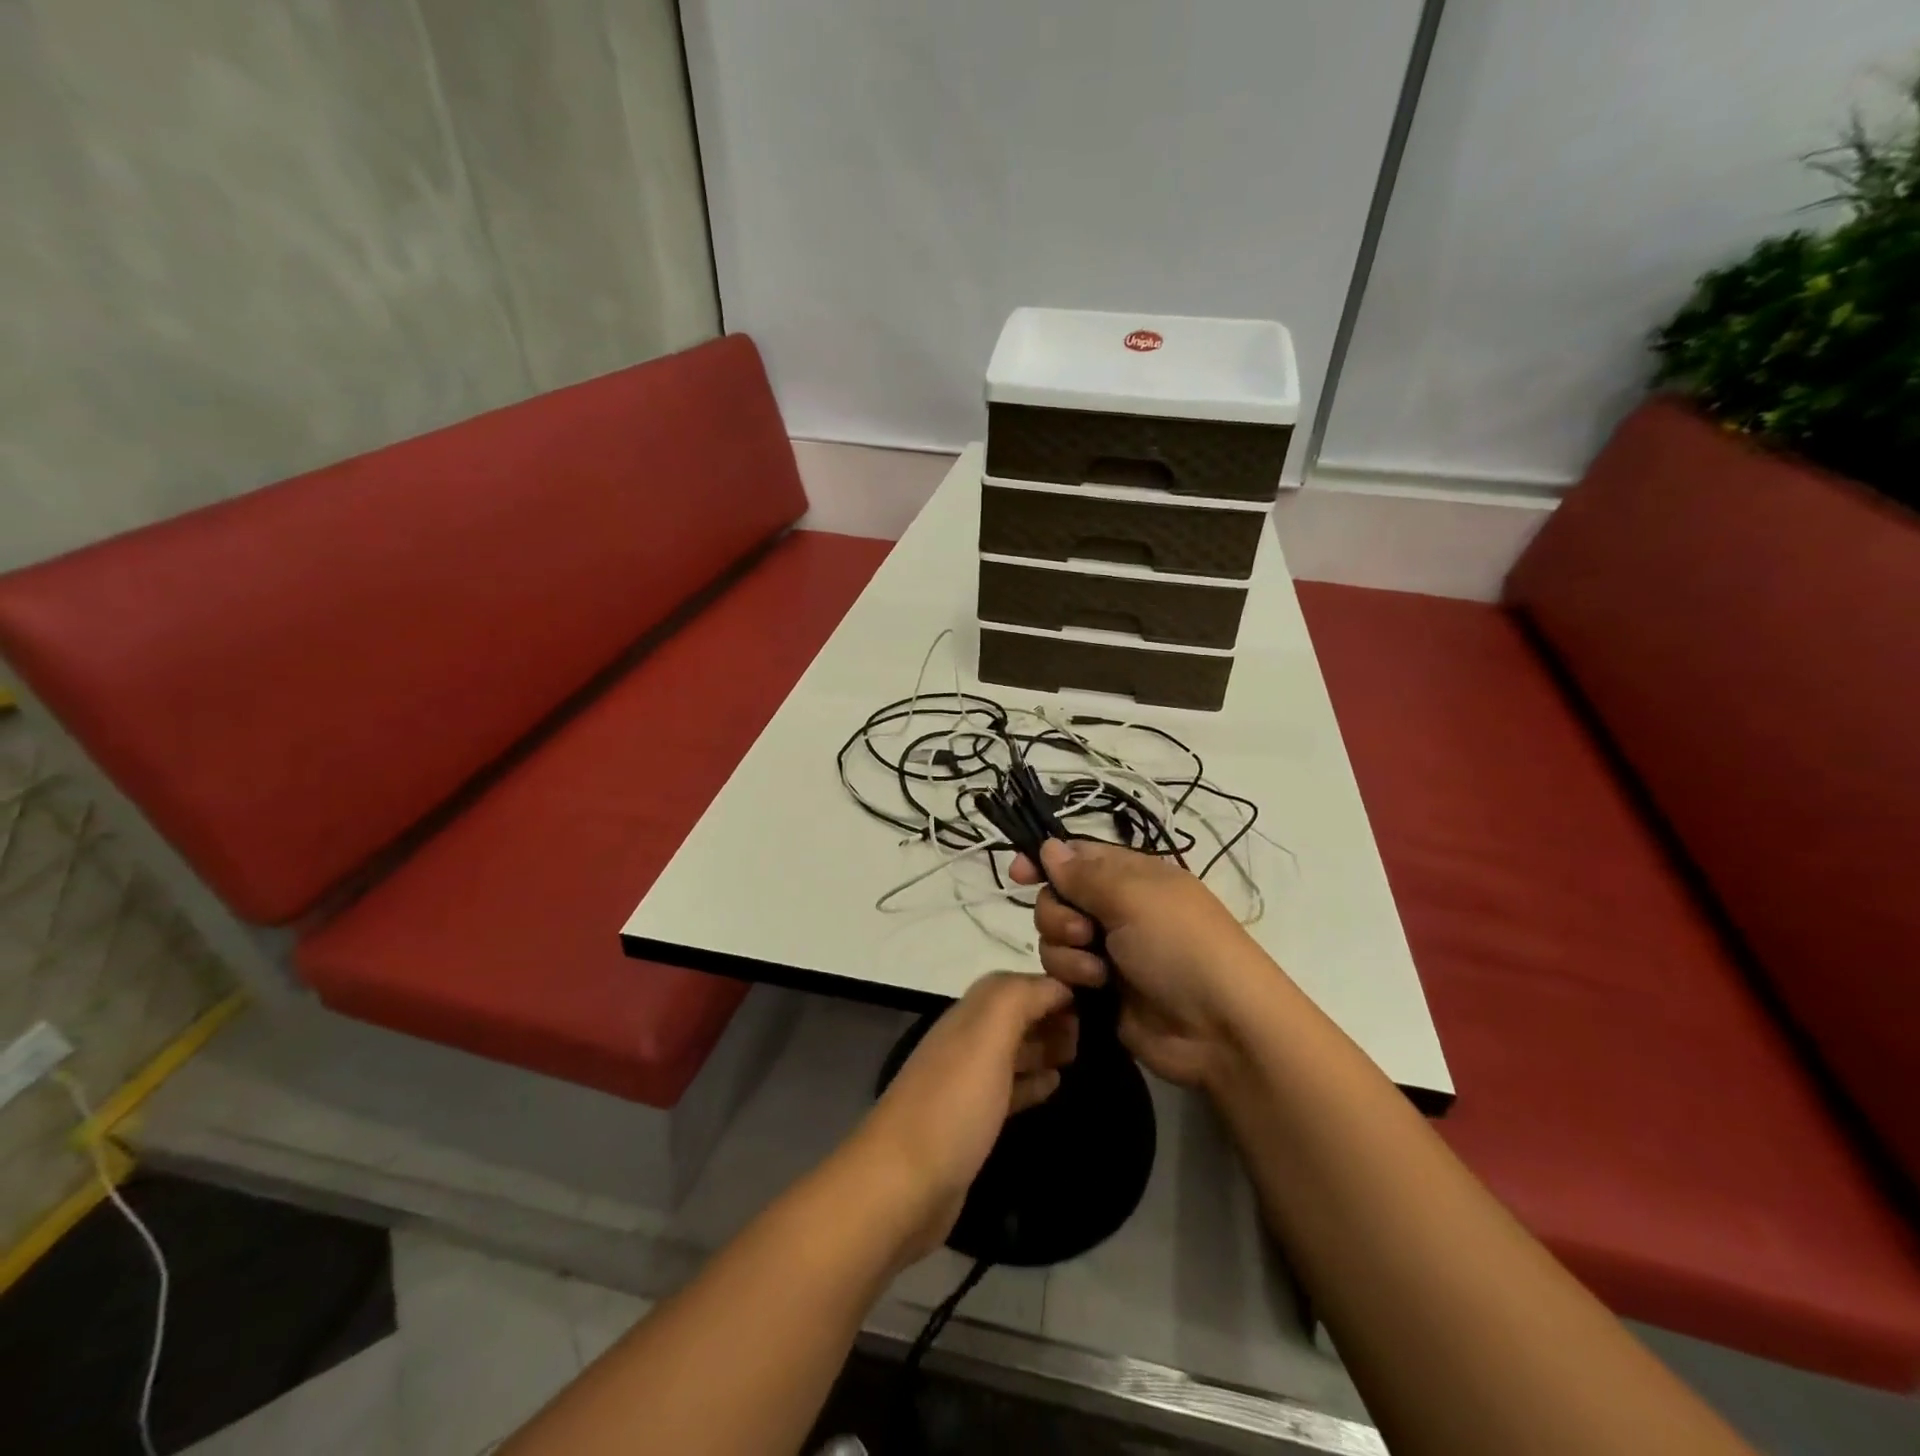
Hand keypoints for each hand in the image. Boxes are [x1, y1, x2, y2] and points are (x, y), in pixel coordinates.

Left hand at [849, 973, 1076, 1263]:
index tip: (1092, 1002)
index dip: (1049, 987)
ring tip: (1079, 1056)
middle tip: (1089, 1036)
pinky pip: (1008, 1089)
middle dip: (1049, 1016)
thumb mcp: (986, 1038)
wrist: (902, 1186)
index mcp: (967, 1018)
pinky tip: (1055, 1085)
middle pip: (1012, 1016)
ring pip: (1011, 1051)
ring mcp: (965, 1085)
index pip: (1013, 985)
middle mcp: (964, 1043)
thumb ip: (1017, 999)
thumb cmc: (952, 1106)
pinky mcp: (970, 1124)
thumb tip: (1055, 985)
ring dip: (1043, 1046)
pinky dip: (1032, 1081)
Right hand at [1011, 839, 1272, 1088]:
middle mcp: (1117, 908)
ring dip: (1068, 951)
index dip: (1046, 860)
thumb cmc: (1181, 946)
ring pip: (1054, 937)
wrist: (1221, 1028)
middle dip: (1058, 914)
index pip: (1078, 855)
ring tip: (1099, 971)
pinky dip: (1072, 977)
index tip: (1018, 874)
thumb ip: (1084, 874)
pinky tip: (1094, 989)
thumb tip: (1049, 846)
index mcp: (1132, 875)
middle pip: (1057, 897)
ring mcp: (1109, 950)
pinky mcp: (1101, 989)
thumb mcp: (1134, 897)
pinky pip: (1062, 972)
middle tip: (1085, 932)